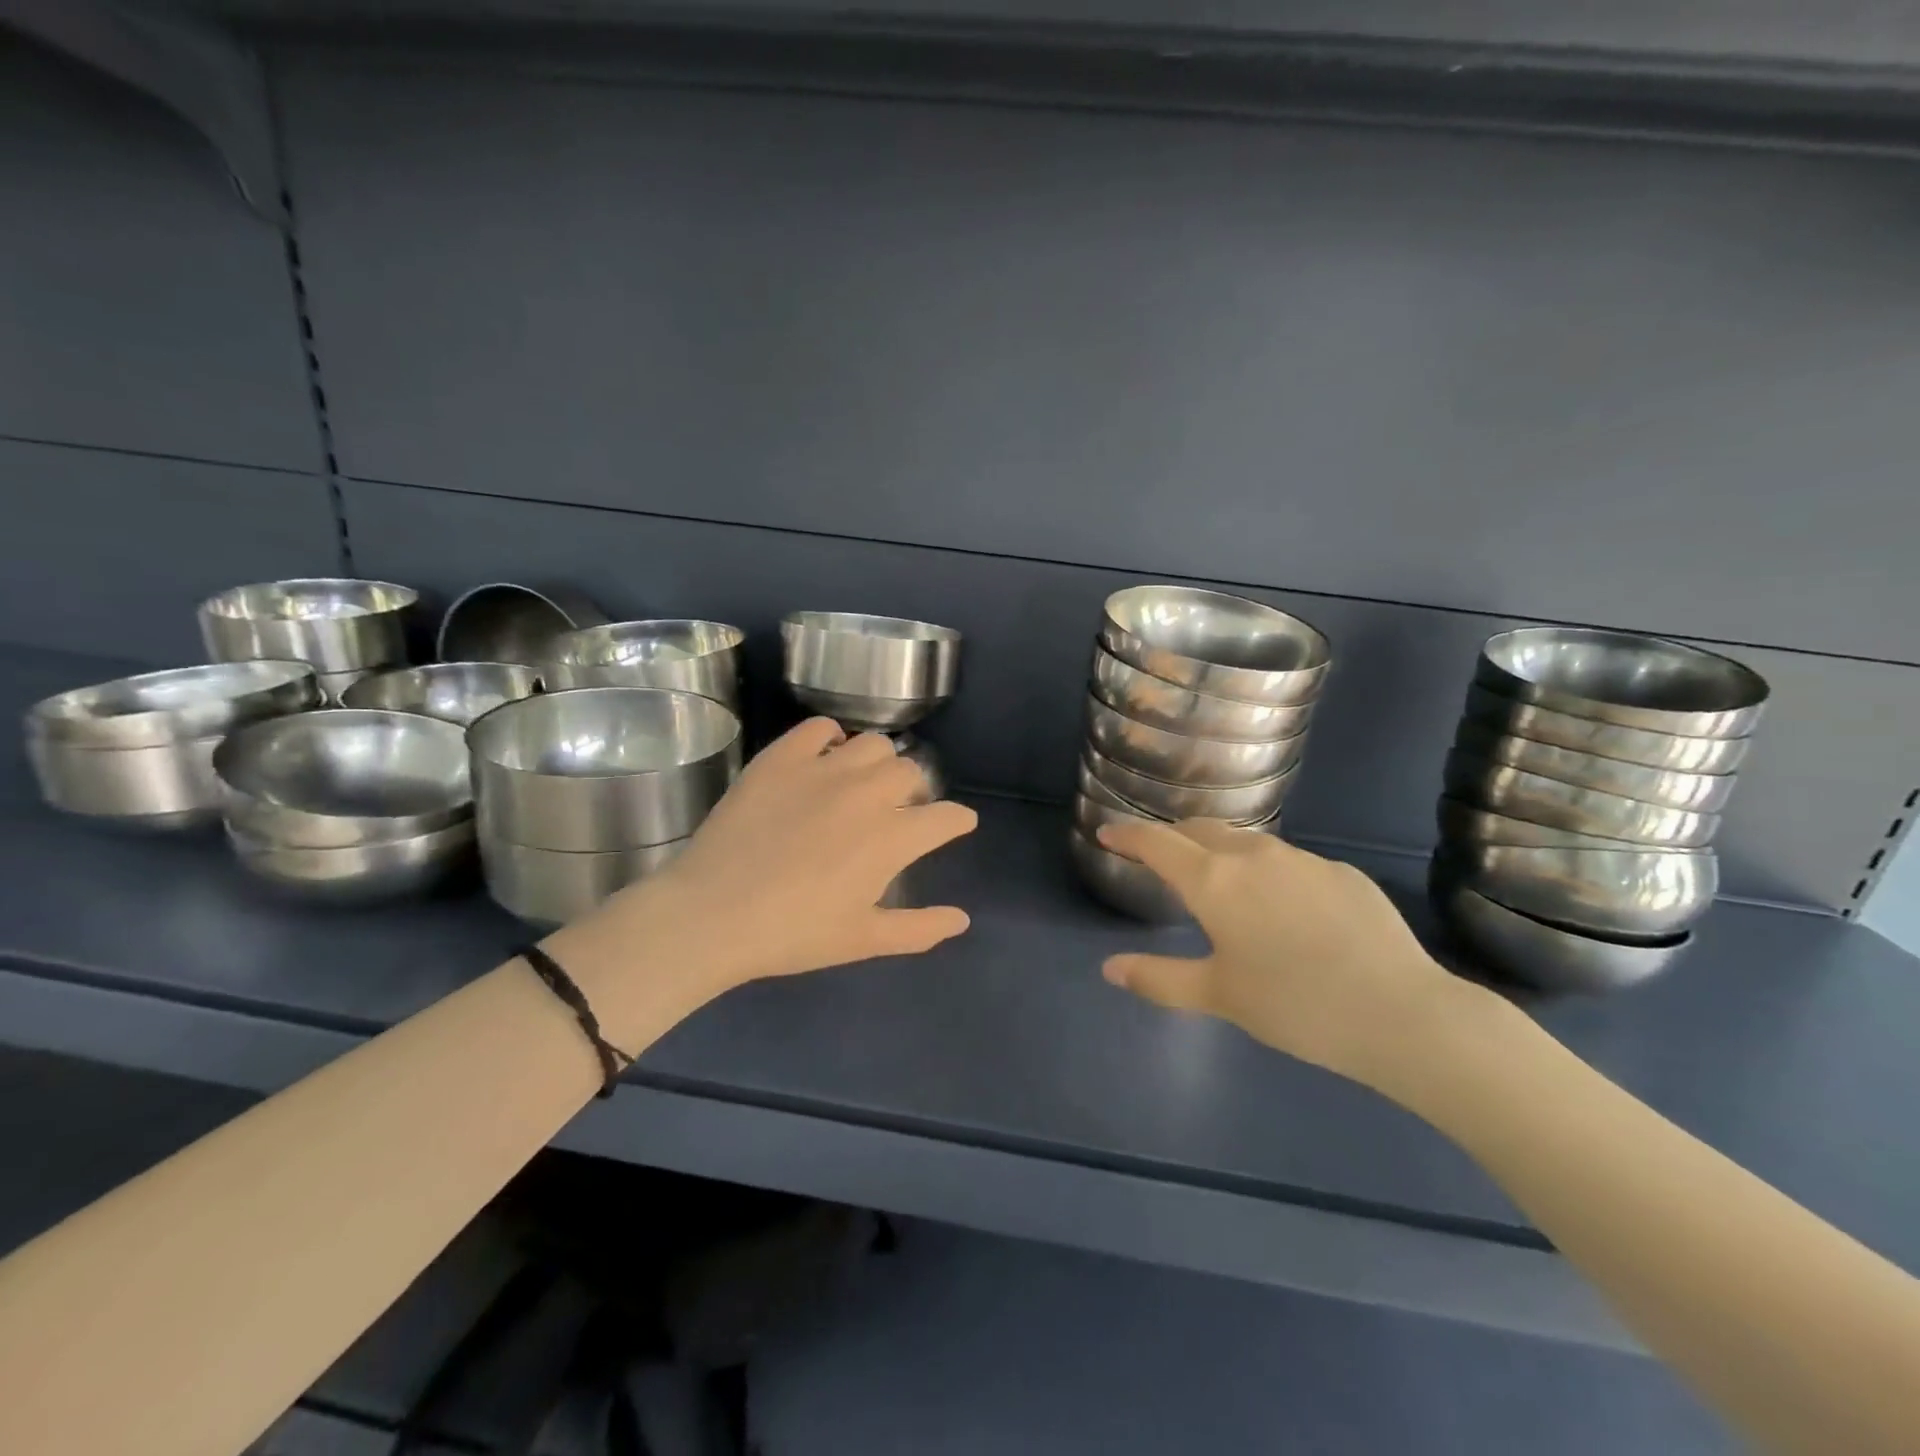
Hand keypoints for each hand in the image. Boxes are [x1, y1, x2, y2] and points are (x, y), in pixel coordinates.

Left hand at [555, 718, 977, 1012]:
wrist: (712, 914)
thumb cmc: (794, 933)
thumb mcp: (863, 940)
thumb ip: (919, 928)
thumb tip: (963, 920)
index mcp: (894, 836)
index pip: (947, 816)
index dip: (958, 821)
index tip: (956, 825)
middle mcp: (868, 792)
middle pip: (912, 772)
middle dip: (916, 791)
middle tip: (898, 812)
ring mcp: (824, 768)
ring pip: (873, 744)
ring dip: (879, 764)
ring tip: (862, 784)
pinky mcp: (782, 757)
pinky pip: (820, 727)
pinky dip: (830, 738)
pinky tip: (822, 760)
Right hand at [1096, 820, 1470, 1090]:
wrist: (1402, 1014)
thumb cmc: (1295, 1006)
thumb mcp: (1219, 996)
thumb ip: (1159, 978)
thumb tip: (1110, 969)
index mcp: (1214, 881)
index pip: (1157, 843)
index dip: (1128, 835)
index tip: (1108, 832)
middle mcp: (1253, 855)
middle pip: (1200, 830)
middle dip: (1173, 838)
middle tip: (1160, 856)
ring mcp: (1302, 859)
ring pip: (1247, 842)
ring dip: (1221, 852)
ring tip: (1220, 880)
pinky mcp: (1342, 872)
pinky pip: (1289, 862)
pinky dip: (1268, 872)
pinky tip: (1285, 909)